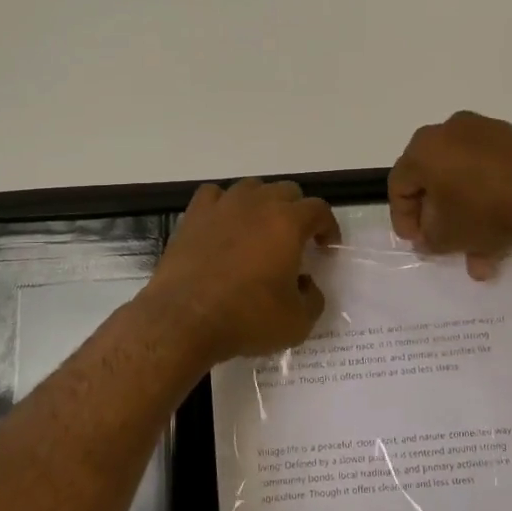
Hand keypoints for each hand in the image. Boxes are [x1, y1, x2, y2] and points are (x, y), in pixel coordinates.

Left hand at [145, 179, 341, 363]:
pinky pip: (214, 196)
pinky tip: (224, 224)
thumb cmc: (247, 318)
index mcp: (288, 223)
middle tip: (296, 240)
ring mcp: (222, 206)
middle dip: (297, 212)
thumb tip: (305, 284)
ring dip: (262, 204)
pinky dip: (225, 205)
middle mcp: (257, 204)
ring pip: (251, 188)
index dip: (328, 226)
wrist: (184, 319)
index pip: (319, 209)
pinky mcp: (193, 216)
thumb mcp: (298, 322)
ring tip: (260, 230)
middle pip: (286, 191)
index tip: (327, 247)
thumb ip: (313, 298)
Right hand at [388, 111, 511, 277]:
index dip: (403, 217)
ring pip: (467, 179)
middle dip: (439, 217)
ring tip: (482, 255)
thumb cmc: (483, 209)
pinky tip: (504, 236)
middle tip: (444, 242)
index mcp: (424, 148)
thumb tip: (427, 237)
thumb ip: (428, 239)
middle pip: (434, 179)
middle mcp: (451, 131)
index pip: (399, 184)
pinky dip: (492, 201)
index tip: (416, 242)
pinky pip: (493, 173)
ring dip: (469, 217)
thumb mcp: (446, 236)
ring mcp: (487, 132)